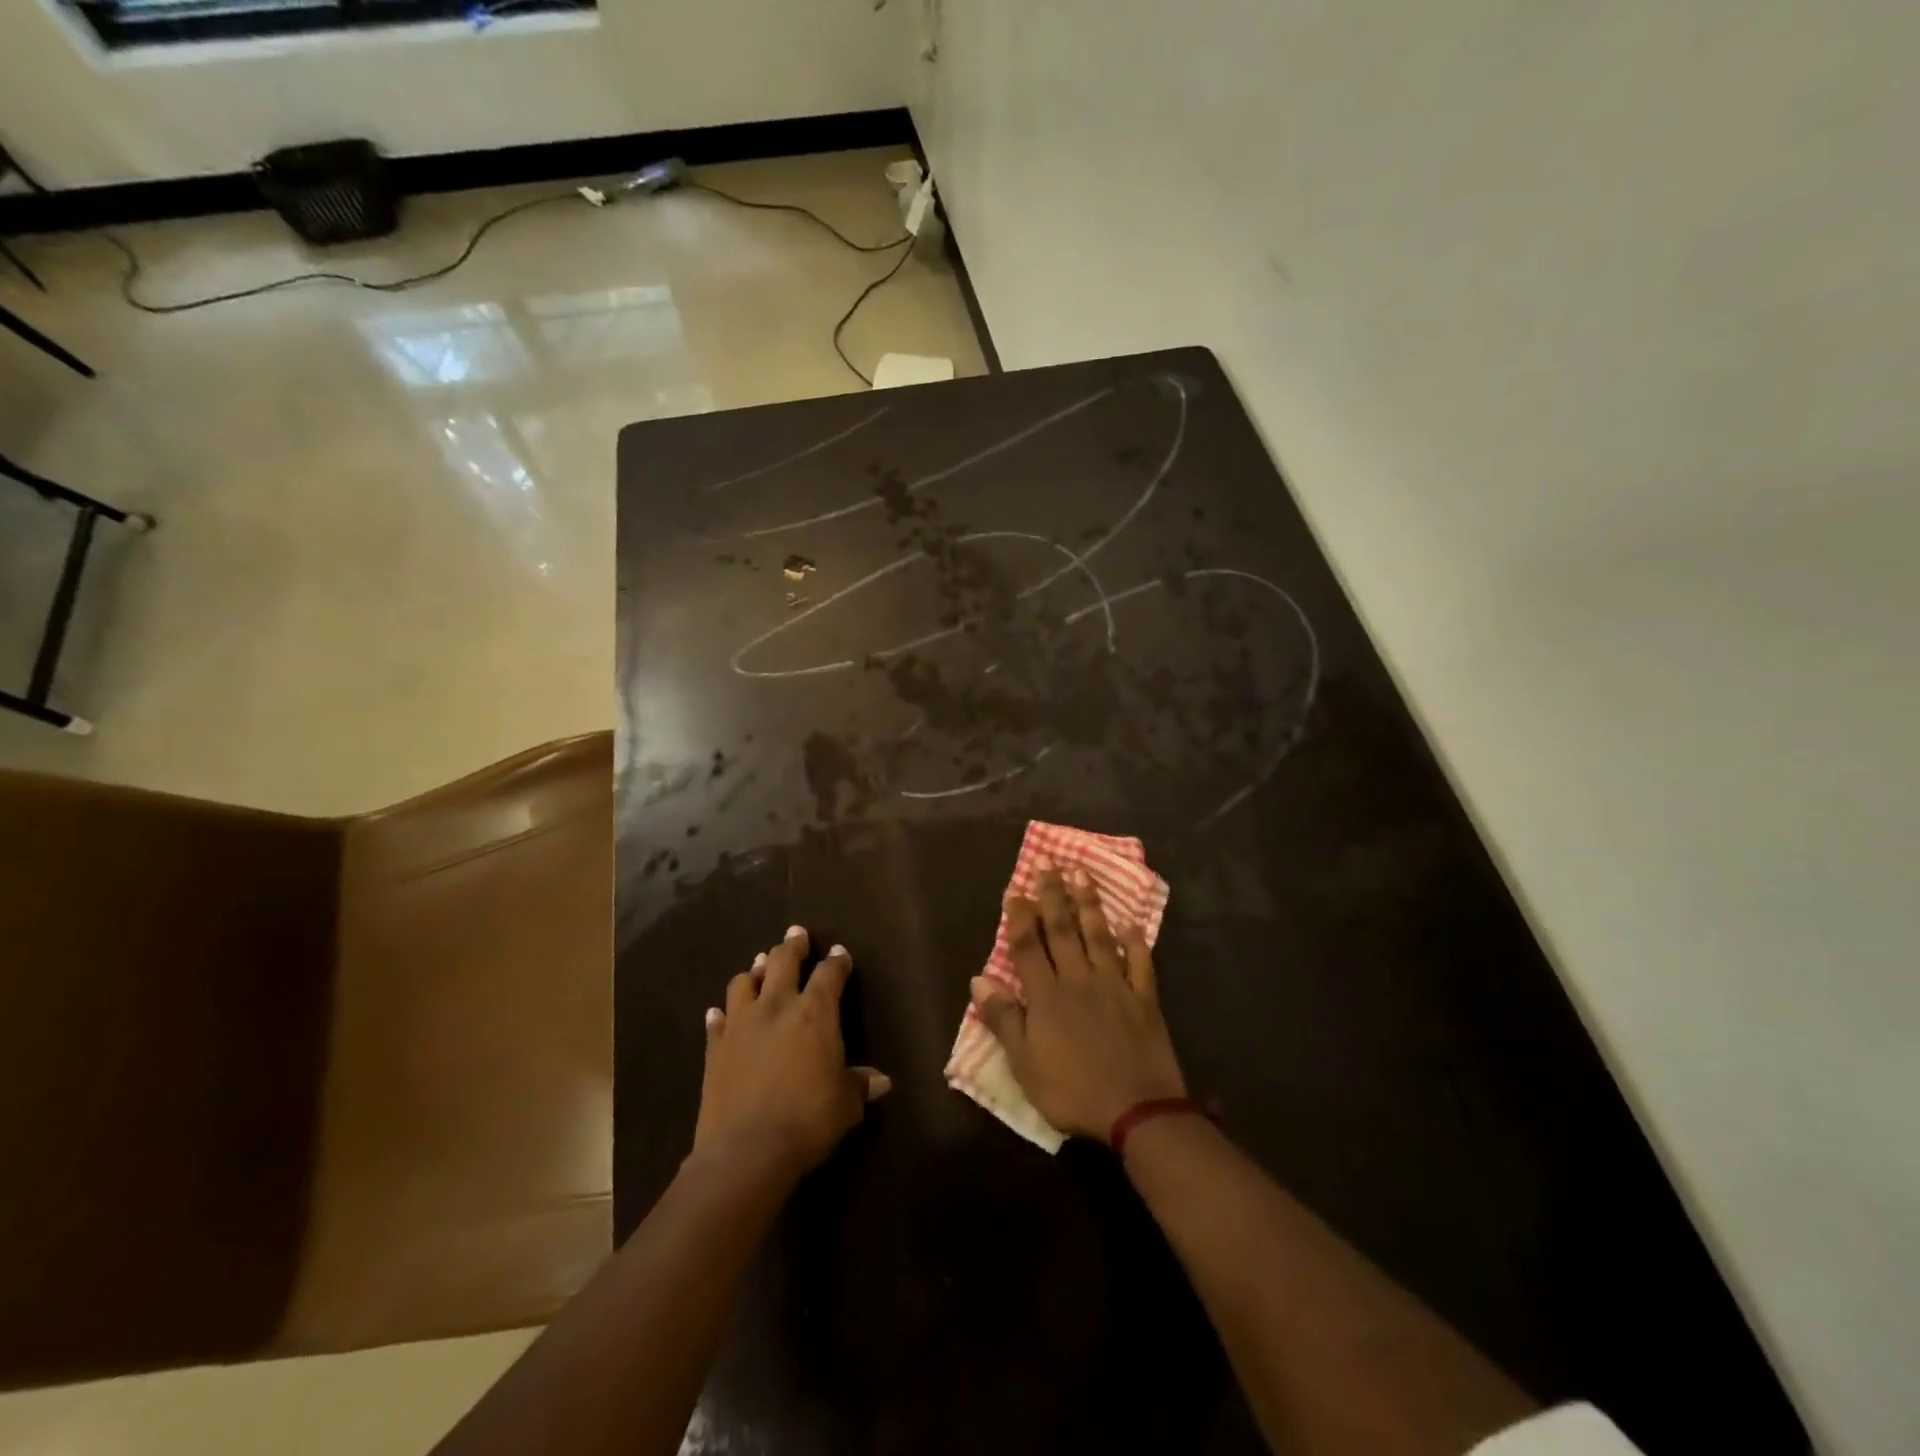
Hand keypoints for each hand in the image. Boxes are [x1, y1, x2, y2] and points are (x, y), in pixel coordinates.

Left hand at [694, 927, 890, 1179]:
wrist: (747, 1150)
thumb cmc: (808, 1119)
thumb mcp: (846, 1104)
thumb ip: (860, 1085)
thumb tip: (882, 1082)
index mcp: (815, 1012)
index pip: (829, 974)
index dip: (837, 962)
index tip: (840, 954)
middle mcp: (777, 1007)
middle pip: (783, 961)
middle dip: (792, 945)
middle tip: (796, 934)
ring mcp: (741, 1024)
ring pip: (744, 983)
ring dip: (754, 973)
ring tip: (759, 968)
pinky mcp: (715, 1048)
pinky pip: (717, 1021)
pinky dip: (721, 1014)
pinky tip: (719, 1013)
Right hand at [971, 866, 1186, 1141]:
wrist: (1136, 1110)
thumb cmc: (1072, 1091)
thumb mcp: (1024, 1064)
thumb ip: (1003, 1019)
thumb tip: (978, 979)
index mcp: (1047, 996)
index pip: (1028, 947)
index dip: (1020, 917)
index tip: (1016, 890)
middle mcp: (1079, 980)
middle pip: (1063, 931)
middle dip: (1053, 896)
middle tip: (1049, 865)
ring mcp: (1114, 986)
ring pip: (1099, 936)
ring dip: (1089, 905)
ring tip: (1083, 875)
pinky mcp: (1144, 999)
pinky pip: (1139, 963)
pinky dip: (1135, 942)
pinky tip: (1131, 923)